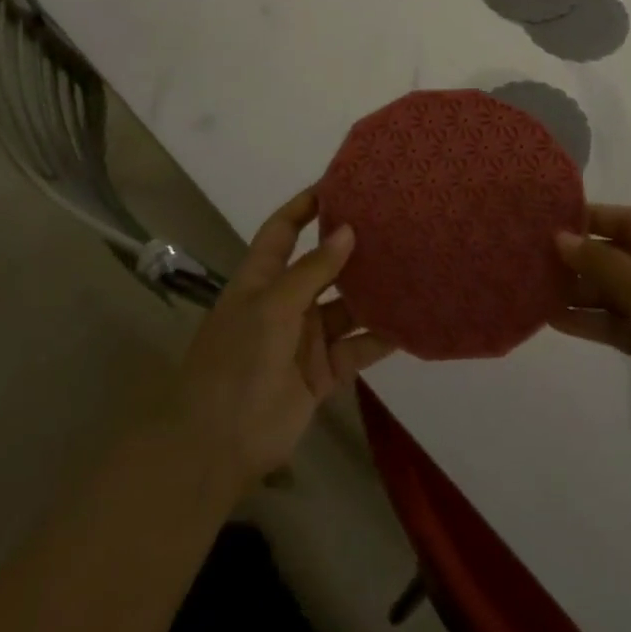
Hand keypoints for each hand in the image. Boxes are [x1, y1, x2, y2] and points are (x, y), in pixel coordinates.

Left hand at [165, 188, 392, 497]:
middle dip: (353, 249)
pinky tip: (411, 323)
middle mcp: (285, 302)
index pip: (283, 231)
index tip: (340, 185)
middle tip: (394, 225)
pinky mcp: (322, 372)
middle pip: (323, 267)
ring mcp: (305, 339)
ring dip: (374, 294)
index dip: (305, 207)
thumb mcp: (272, 307)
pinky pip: (357, 349)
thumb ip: (312, 270)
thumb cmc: (237, 362)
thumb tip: (348, 230)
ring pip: (346, 308)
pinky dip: (380, 338)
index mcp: (262, 279)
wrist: (217, 446)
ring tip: (413, 268)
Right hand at [552, 205, 630, 447]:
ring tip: (535, 290)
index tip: (549, 221)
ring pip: (612, 292)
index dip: (591, 218)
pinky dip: (589, 320)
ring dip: (578, 291)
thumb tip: (560, 238)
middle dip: (579, 257)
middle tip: (534, 258)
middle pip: (617, 256)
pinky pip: (615, 323)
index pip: (629, 221)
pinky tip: (554, 320)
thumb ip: (602, 262)